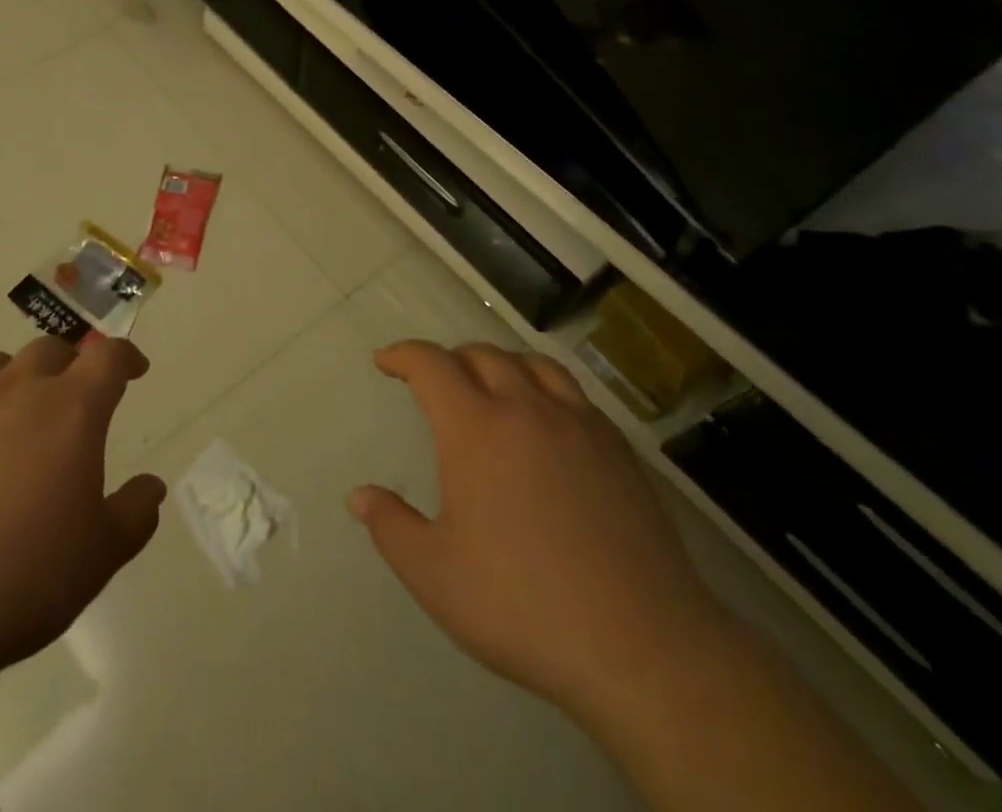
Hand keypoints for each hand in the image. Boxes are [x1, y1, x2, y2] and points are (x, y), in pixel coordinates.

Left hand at [0, 335, 166, 701]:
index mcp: (70, 410)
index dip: (126, 357)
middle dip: (68, 365)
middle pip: (49, 349)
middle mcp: (15, 389)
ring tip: (9, 408)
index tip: (134, 370)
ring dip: (10, 376)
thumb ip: (135, 513)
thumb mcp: (99, 557)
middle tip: (70, 398)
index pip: (108, 357)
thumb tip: (153, 485)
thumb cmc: (19, 583)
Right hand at [349, 339, 732, 734]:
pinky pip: (574, 394)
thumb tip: (359, 496)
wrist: (642, 646)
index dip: (403, 355)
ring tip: (491, 385)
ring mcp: (579, 425)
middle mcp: (526, 408)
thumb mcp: (436, 575)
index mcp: (476, 428)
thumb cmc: (523, 605)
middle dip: (450, 359)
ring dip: (501, 364)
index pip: (431, 364)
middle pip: (482, 355)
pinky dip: (546, 389)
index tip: (386, 361)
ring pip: (534, 364)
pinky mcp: (620, 450)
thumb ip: (391, 527)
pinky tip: (548, 423)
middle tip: (435, 382)